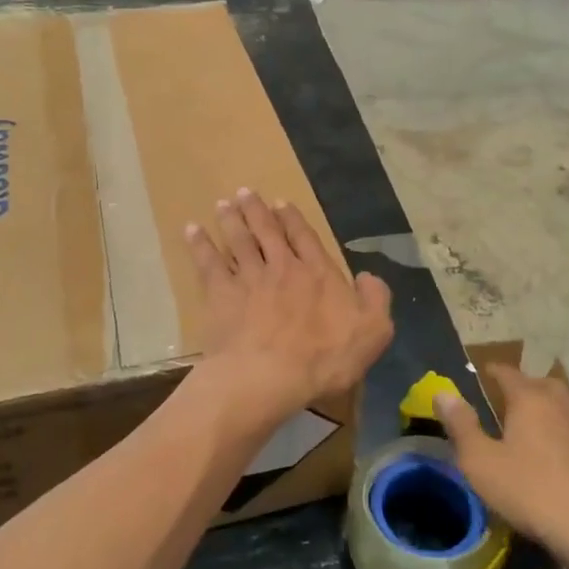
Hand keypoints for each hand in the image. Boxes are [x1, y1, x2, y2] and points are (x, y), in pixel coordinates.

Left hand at [186, 189, 392, 426]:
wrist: (270, 375)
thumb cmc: (326, 358)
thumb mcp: (374, 331)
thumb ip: (376, 299)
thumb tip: (368, 276)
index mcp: (319, 274)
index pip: (305, 238)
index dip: (294, 219)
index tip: (281, 204)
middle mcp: (283, 267)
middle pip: (268, 231)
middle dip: (257, 210)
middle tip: (246, 192)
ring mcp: (249, 279)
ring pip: (239, 241)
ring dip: (231, 220)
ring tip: (224, 204)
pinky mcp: (221, 295)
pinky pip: (208, 263)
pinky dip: (200, 245)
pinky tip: (192, 230)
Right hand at [436, 366, 568, 568]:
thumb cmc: (527, 489)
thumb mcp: (479, 460)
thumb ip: (460, 425)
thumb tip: (443, 393)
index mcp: (529, 398)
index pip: (507, 372)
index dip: (491, 371)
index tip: (479, 373)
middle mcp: (557, 403)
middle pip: (537, 382)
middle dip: (519, 385)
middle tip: (501, 397)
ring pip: (557, 403)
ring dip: (539, 405)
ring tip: (521, 421)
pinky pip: (567, 425)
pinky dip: (553, 426)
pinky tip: (544, 448)